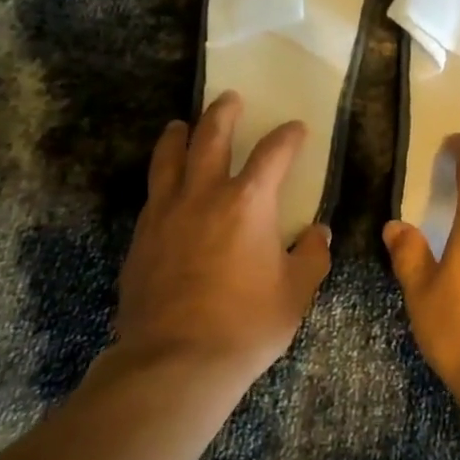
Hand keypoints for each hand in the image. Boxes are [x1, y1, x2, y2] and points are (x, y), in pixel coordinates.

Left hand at [115, 91, 332, 387]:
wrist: (175, 361)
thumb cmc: (246, 325)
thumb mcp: (296, 293)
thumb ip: (311, 257)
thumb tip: (318, 233)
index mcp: (249, 201)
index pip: (274, 153)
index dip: (288, 136)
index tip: (296, 129)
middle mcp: (205, 194)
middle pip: (211, 136)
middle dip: (223, 113)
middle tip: (229, 98)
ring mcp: (167, 212)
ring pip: (170, 157)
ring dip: (179, 135)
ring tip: (181, 124)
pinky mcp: (142, 236)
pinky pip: (153, 193)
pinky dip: (162, 177)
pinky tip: (165, 184)